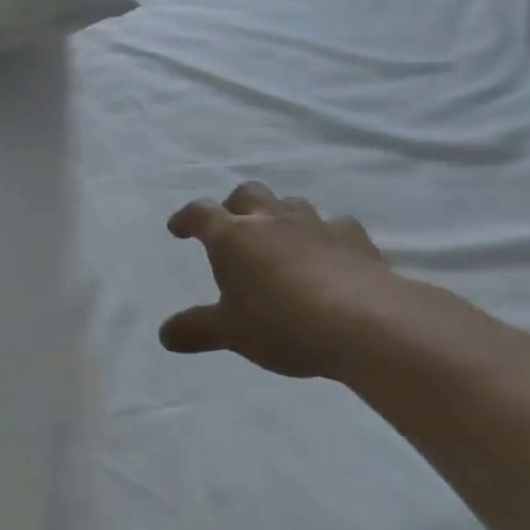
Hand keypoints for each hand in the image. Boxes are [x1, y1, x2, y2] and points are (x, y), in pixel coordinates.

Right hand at [160, 182, 395, 380]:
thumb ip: (197, 330)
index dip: (186, 219)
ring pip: (290, 204)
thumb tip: (165, 335)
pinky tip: (328, 253)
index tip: (178, 228)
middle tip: (232, 227)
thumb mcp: (231, 333)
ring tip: (279, 238)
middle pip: (247, 194)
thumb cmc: (282, 323)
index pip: (200, 214)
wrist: (365, 323)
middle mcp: (270, 220)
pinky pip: (335, 225)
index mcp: (232, 237)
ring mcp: (315, 225)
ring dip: (279, 215)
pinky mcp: (354, 239)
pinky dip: (325, 234)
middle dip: (234, 205)